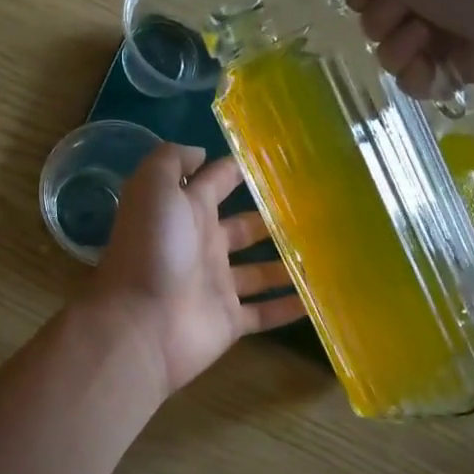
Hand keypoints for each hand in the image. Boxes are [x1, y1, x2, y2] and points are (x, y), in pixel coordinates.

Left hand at [82, 144, 307, 395]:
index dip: (239, 170)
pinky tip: (322, 298)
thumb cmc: (152, 248)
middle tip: (319, 209)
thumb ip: (172, 161)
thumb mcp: (153, 187)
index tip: (279, 160)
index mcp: (186, 212)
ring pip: (259, 271)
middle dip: (273, 218)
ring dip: (288, 263)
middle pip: (243, 228)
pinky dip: (290, 307)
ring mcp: (216, 285)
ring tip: (331, 250)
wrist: (141, 322)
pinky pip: (265, 313)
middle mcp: (202, 245)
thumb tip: (201, 152)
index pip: (215, 183)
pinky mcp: (228, 321)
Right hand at [304, 0, 473, 94]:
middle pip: (370, 13)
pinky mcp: (455, 64)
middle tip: (404, 8)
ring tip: (426, 37)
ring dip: (397, 45)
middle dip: (378, 16)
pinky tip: (435, 67)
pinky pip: (412, 78)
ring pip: (386, 49)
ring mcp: (443, 25)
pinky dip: (417, 74)